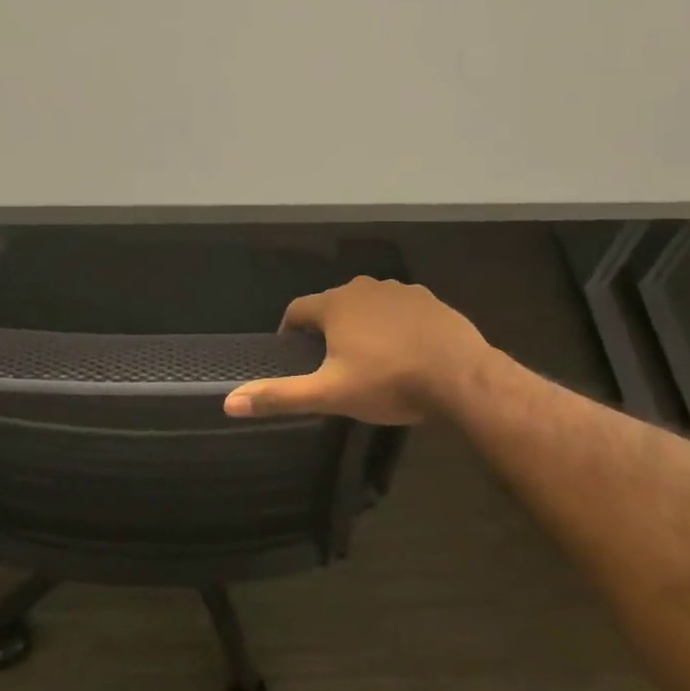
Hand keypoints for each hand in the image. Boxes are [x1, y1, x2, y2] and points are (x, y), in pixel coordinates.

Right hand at [223, 277, 488, 424]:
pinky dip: (393, 326)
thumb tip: (229, 402)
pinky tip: (404, 352)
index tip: (293, 355)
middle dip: (326, 330)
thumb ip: (280, 396)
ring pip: (367, 306)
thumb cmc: (389, 383)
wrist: (461, 377)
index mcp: (335, 304)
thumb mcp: (330, 394)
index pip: (297, 309)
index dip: (289, 332)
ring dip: (360, 326)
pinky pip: (399, 310)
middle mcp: (364, 287)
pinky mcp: (430, 300)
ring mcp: (400, 291)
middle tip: (330, 365)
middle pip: (332, 305)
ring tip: (368, 360)